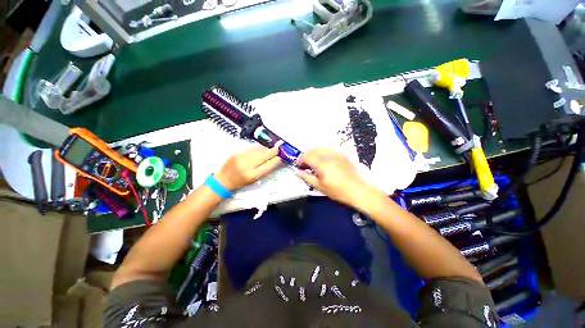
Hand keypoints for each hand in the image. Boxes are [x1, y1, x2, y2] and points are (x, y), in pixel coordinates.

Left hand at [214, 146, 281, 190]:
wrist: (222, 180)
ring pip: (258, 149)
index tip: (281, 157)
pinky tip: (261, 149)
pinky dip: (258, 148)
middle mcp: (246, 165)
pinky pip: (251, 148)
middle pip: (264, 155)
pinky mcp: (236, 152)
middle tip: (278, 150)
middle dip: (273, 152)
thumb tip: (275, 160)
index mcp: (252, 176)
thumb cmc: (240, 183)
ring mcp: (240, 157)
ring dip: (266, 149)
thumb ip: (265, 170)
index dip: (276, 160)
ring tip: (270, 150)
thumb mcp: (254, 180)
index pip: (268, 165)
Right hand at [296, 147, 369, 206]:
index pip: (306, 157)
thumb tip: (298, 172)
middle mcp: (328, 156)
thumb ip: (307, 178)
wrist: (358, 190)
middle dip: (306, 155)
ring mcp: (336, 154)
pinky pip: (330, 149)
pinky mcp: (343, 155)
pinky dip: (324, 151)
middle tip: (305, 164)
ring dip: (314, 152)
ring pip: (321, 147)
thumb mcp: (320, 186)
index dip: (300, 160)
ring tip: (314, 160)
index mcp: (321, 164)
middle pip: (313, 150)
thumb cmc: (338, 190)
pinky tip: (324, 158)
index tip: (299, 166)